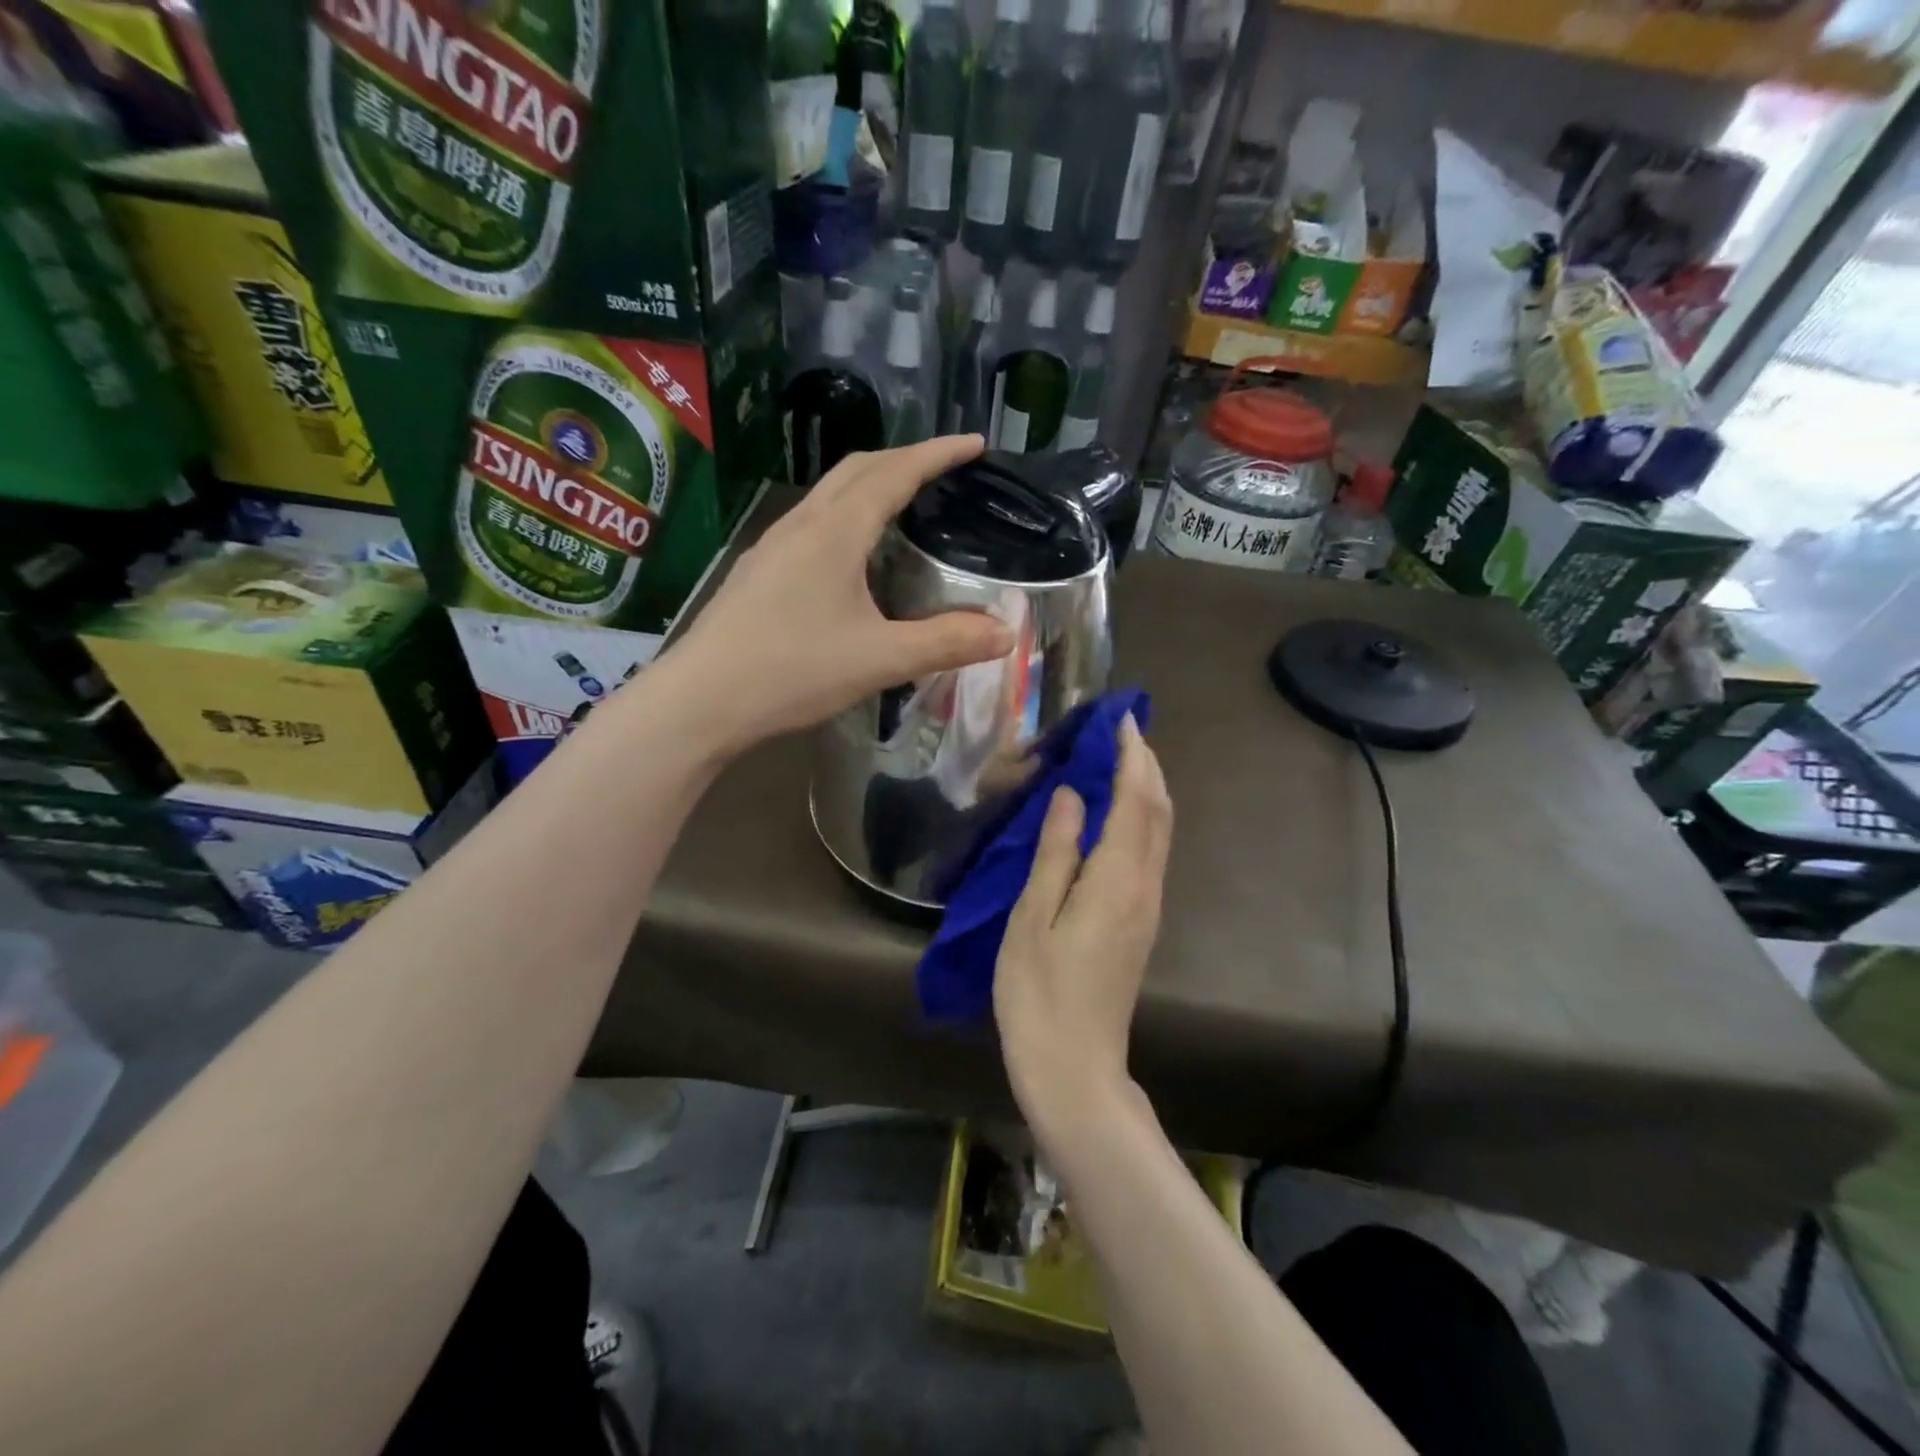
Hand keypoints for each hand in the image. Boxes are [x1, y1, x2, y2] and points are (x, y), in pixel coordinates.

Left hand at [666, 438, 1015, 751]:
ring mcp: (772, 546)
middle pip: (857, 470)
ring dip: (870, 485)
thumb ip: (946, 643)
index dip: (937, 454)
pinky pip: (811, 523)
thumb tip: (1005, 633)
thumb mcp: (880, 659)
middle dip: (904, 460)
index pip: (894, 473)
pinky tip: (853, 556)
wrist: (700, 701)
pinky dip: (846, 516)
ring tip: (904, 505)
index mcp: (835, 532)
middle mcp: (801, 525)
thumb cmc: (792, 672)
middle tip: (943, 471)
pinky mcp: (758, 572)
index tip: (975, 444)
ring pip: (829, 495)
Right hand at [994, 717, 1173, 1129]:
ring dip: (1148, 790)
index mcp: (1116, 880)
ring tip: (1121, 760)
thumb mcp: (1032, 917)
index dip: (1132, 757)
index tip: (1122, 720)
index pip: (1135, 801)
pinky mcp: (1141, 923)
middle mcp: (1144, 887)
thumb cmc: (1039, 993)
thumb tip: (1072, 797)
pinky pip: (1150, 854)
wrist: (1075, 1067)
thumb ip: (1055, 852)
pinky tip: (1117, 814)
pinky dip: (1141, 819)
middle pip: (1158, 812)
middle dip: (1148, 766)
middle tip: (1124, 731)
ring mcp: (1148, 907)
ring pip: (1160, 833)